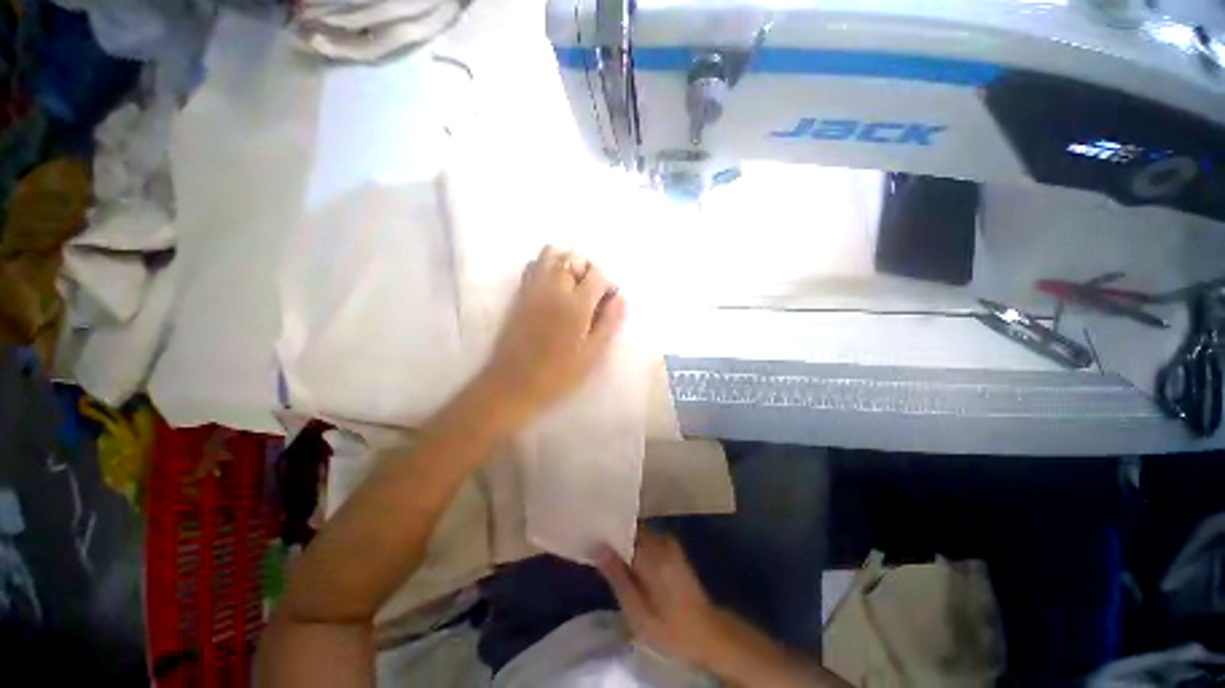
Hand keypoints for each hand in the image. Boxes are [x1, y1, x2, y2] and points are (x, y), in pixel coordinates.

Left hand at [480, 245, 625, 419]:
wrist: (513, 383)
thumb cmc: (558, 374)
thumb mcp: (592, 354)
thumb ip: (609, 322)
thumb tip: (620, 297)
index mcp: (576, 305)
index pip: (597, 275)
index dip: (607, 284)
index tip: (608, 301)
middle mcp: (554, 289)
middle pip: (574, 258)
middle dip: (588, 270)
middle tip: (591, 293)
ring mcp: (533, 288)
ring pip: (550, 253)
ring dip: (565, 263)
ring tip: (571, 285)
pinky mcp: (519, 294)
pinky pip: (532, 265)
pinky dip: (546, 267)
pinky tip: (552, 288)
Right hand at [596, 531, 727, 668]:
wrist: (707, 634)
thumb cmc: (670, 629)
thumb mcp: (638, 613)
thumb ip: (618, 578)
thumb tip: (599, 547)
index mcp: (653, 556)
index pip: (625, 529)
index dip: (607, 529)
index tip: (590, 532)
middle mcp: (662, 542)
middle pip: (632, 527)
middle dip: (615, 533)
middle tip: (595, 542)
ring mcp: (670, 544)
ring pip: (640, 532)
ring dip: (625, 538)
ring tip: (606, 549)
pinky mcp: (674, 549)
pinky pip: (649, 538)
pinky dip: (636, 543)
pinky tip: (627, 558)